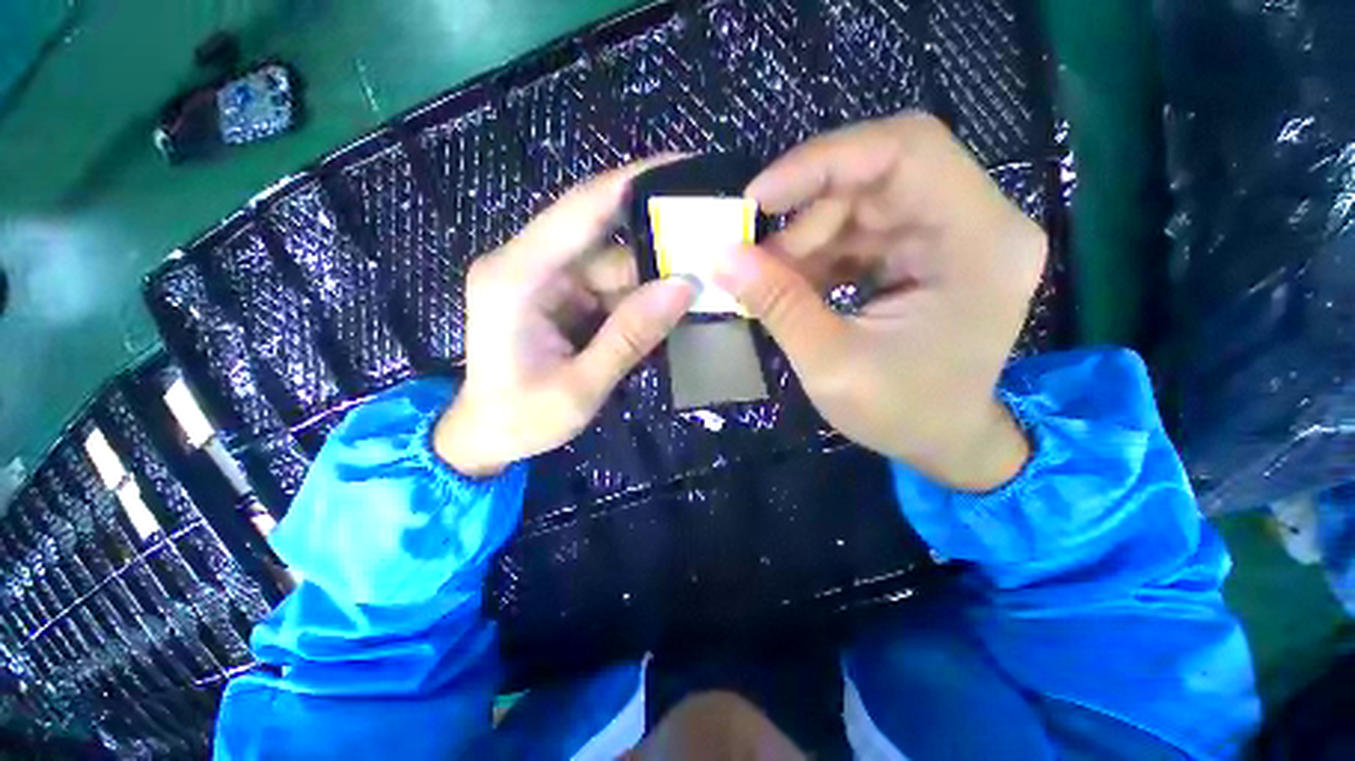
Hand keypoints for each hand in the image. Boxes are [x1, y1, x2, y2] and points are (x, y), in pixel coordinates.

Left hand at [435, 161, 697, 476]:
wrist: (486, 437)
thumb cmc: (521, 419)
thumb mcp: (579, 388)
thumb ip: (629, 337)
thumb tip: (685, 287)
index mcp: (518, 276)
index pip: (581, 209)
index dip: (633, 182)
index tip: (687, 168)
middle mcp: (529, 264)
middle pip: (603, 235)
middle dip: (657, 239)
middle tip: (713, 241)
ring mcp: (546, 279)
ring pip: (612, 263)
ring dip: (653, 276)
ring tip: (703, 283)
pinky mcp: (559, 296)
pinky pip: (609, 285)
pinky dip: (639, 296)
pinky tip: (669, 307)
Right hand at [714, 114, 1044, 490]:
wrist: (945, 441)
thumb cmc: (903, 414)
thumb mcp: (832, 365)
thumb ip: (779, 305)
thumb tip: (723, 257)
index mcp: (979, 243)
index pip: (906, 151)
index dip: (824, 161)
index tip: (760, 198)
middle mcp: (977, 222)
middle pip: (879, 175)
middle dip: (807, 212)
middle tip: (757, 256)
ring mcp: (952, 233)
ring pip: (863, 202)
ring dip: (807, 237)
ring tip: (770, 281)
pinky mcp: (926, 250)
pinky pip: (862, 230)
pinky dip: (819, 252)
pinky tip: (794, 284)